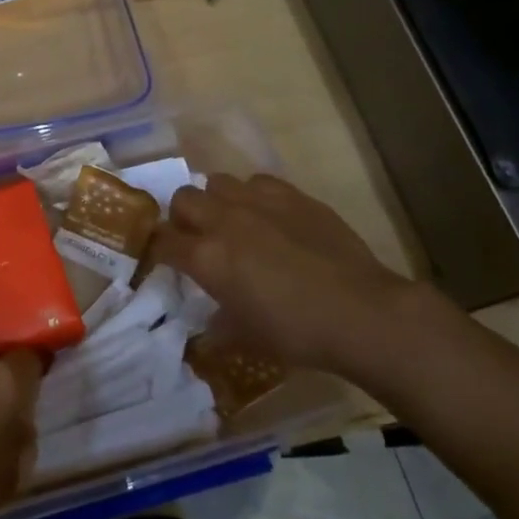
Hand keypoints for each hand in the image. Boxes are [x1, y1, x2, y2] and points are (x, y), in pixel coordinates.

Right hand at [152, 173, 428, 375]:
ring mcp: (258, 201)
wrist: (360, 312)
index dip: (159, 250)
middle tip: (198, 238)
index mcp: (206, 258)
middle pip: (183, 198)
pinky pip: (257, 182)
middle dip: (183, 216)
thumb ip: (218, 323)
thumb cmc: (297, 332)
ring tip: (233, 221)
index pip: (162, 242)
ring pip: (218, 181)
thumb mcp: (246, 337)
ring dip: (217, 200)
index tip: (165, 259)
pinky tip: (270, 216)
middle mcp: (224, 220)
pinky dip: (254, 196)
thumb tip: (210, 325)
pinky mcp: (291, 194)